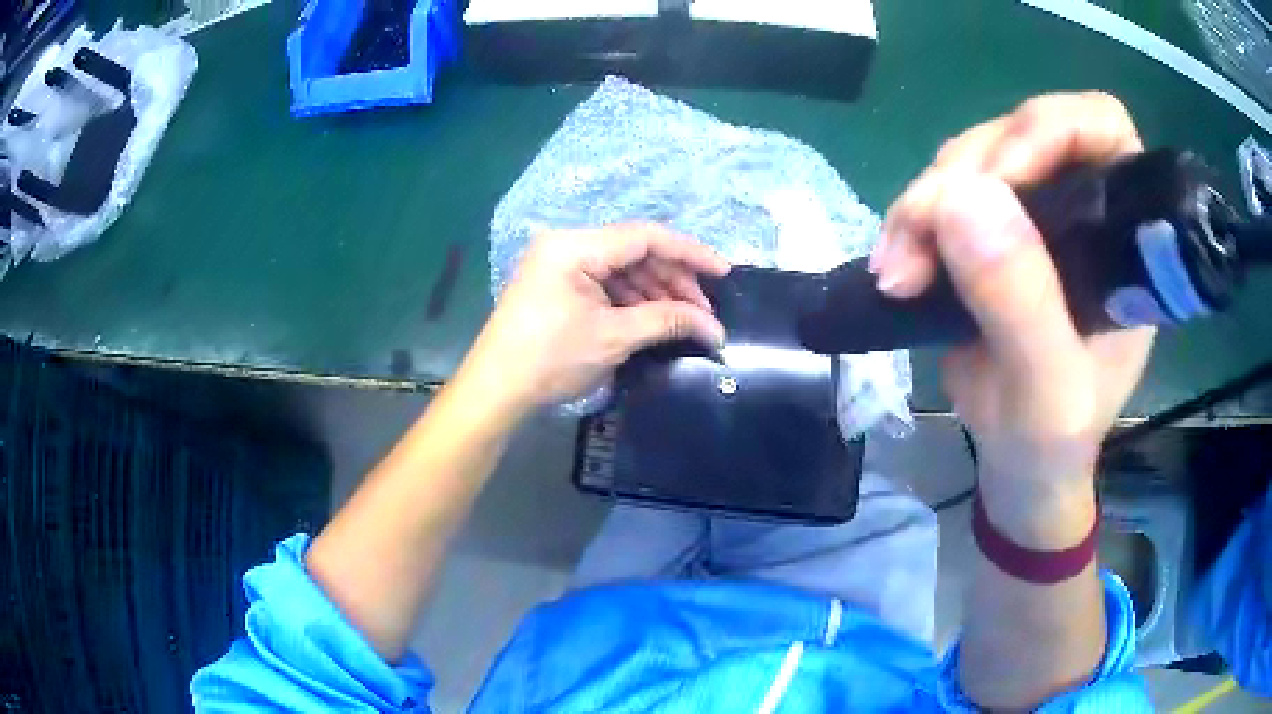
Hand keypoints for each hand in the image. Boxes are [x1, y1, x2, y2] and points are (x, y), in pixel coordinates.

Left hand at [462, 224, 729, 413]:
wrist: (496, 390)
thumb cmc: (550, 359)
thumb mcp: (614, 337)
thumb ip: (667, 321)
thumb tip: (715, 328)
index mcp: (575, 246)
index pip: (645, 237)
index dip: (690, 253)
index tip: (723, 273)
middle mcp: (567, 245)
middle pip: (635, 251)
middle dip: (673, 280)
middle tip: (703, 312)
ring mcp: (560, 264)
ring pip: (622, 269)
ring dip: (655, 292)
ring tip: (684, 321)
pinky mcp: (558, 285)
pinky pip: (605, 283)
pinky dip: (632, 301)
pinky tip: (654, 319)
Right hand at [872, 93, 1154, 543]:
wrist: (1020, 464)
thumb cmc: (1053, 440)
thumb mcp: (1048, 391)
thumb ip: (1022, 303)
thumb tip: (965, 198)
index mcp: (1123, 240)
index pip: (1102, 130)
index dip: (1051, 129)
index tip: (1004, 176)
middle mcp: (1083, 209)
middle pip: (1021, 134)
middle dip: (966, 175)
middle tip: (919, 238)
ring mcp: (1036, 215)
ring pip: (973, 159)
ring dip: (927, 201)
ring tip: (899, 267)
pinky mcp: (993, 230)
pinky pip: (946, 194)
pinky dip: (914, 220)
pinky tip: (897, 261)